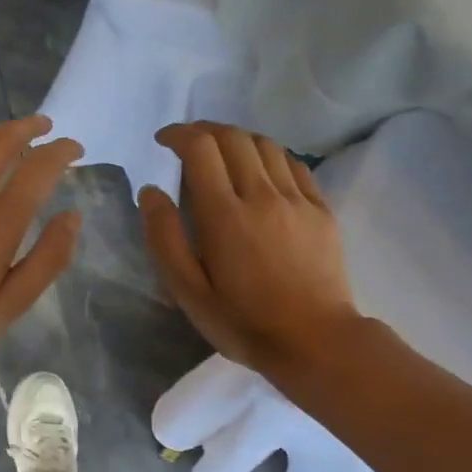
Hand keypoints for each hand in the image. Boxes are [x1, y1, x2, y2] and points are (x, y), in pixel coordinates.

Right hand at [141, 123, 362, 374]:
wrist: (314, 341)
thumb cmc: (243, 322)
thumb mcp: (189, 292)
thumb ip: (165, 239)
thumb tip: (150, 192)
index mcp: (224, 214)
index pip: (200, 149)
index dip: (179, 134)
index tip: (164, 141)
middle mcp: (262, 195)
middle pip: (234, 138)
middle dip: (206, 130)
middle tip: (189, 144)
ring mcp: (297, 200)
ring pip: (266, 145)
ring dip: (239, 139)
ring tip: (224, 153)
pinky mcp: (321, 210)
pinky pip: (294, 165)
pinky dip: (271, 156)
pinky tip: (262, 170)